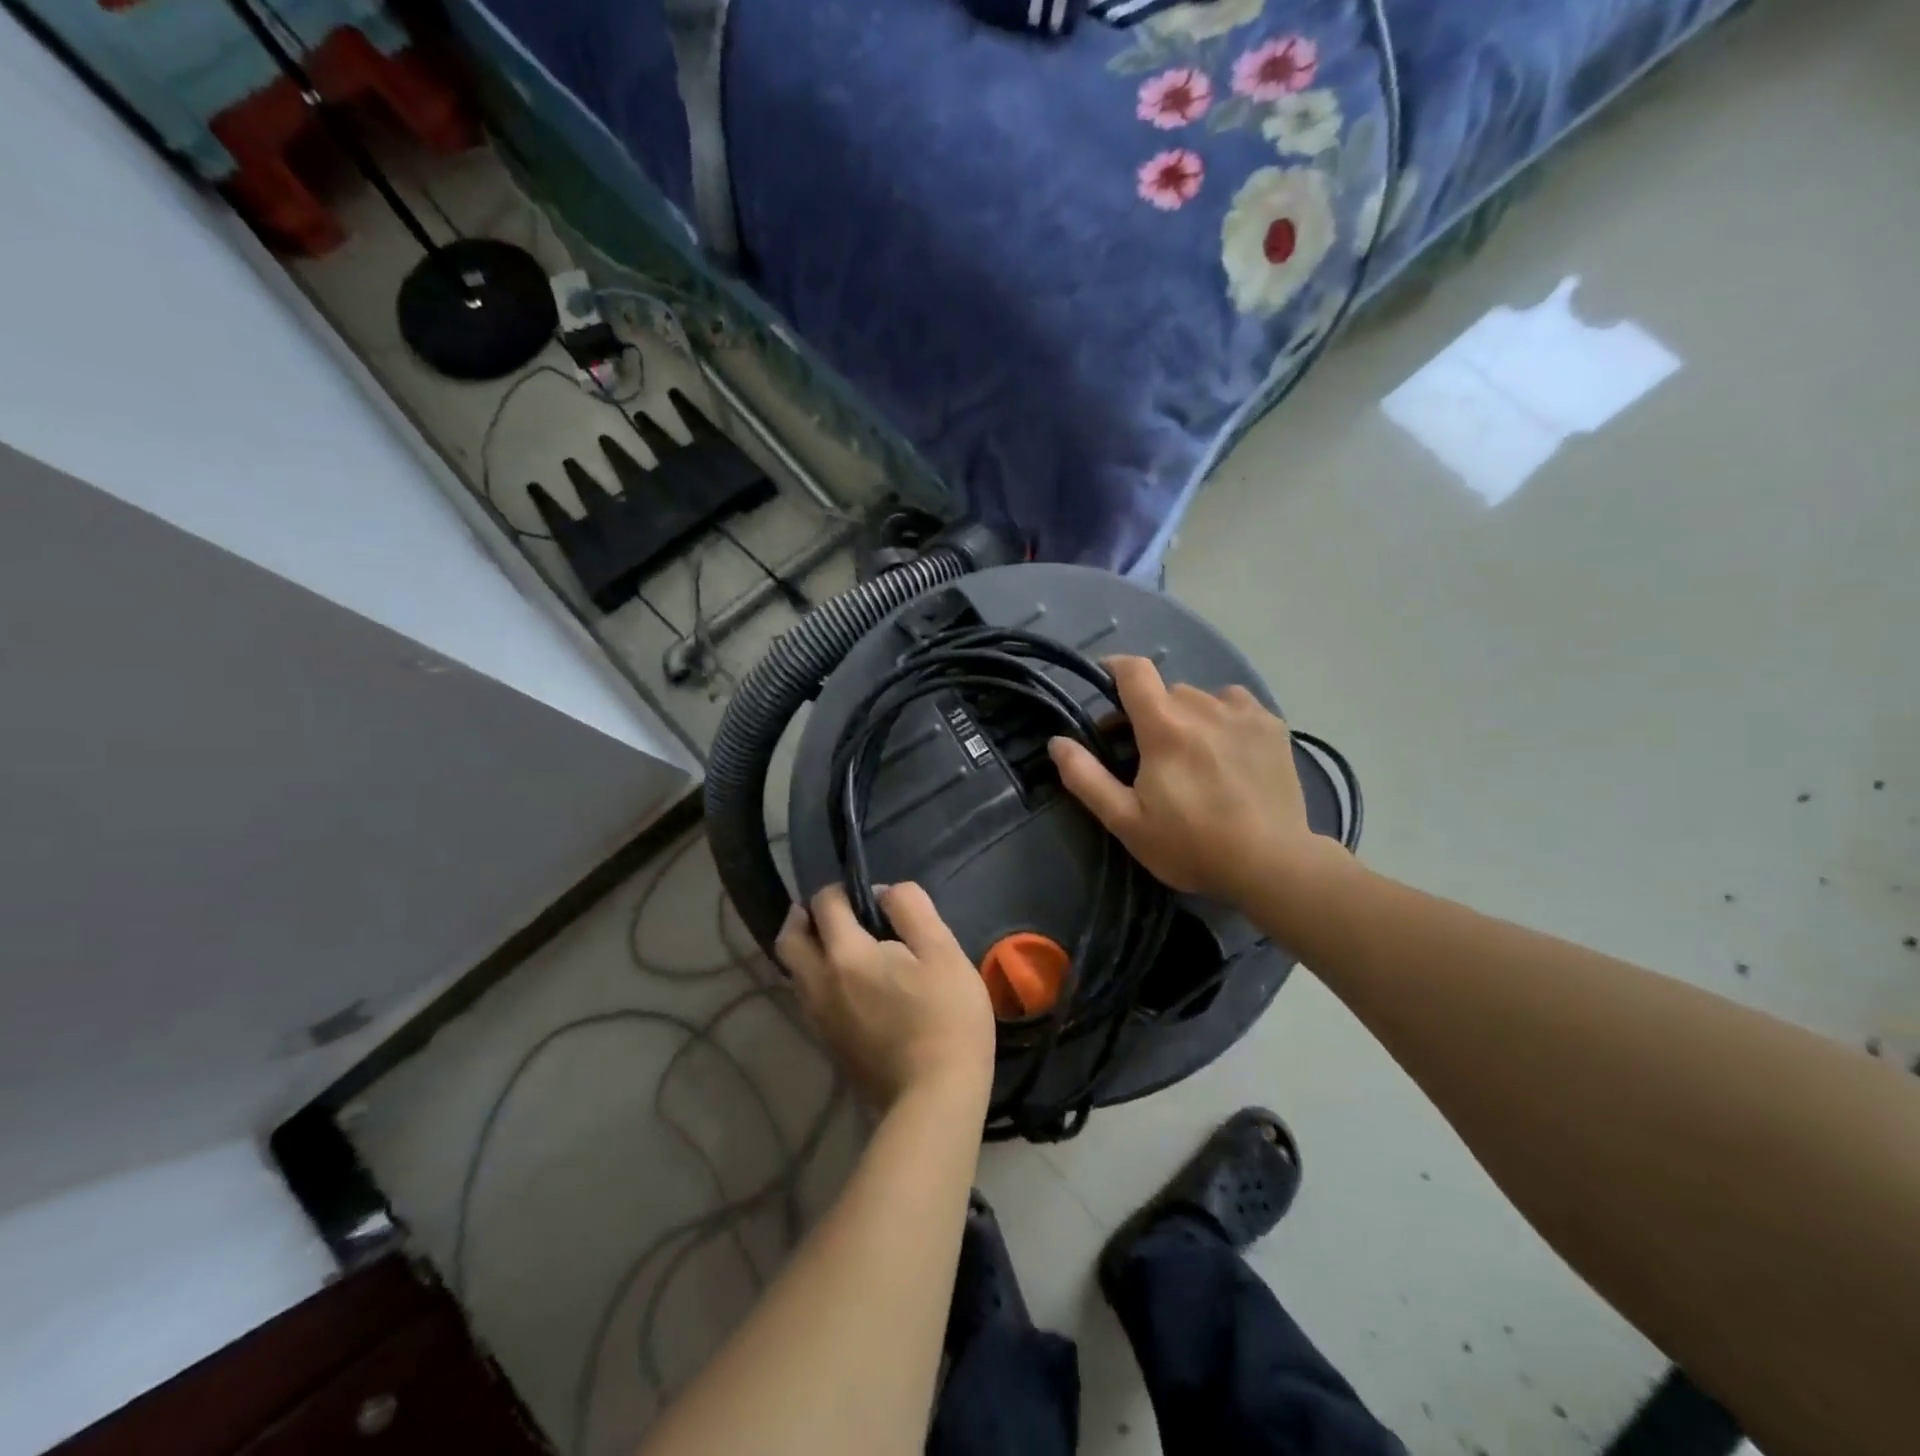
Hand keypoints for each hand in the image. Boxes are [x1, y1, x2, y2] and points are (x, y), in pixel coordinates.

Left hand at [776, 883, 995, 1113]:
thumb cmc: (945, 1018)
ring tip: (841, 946)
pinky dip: (816, 979)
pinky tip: (849, 985)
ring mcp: (817, 1018)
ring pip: (793, 971)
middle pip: (789, 938)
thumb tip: (884, 892)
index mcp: (844, 954)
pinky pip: (806, 997)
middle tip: (834, 914)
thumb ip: (911, 909)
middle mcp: (818, 983)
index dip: (844, 890)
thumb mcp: (942, 951)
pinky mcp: (827, 1045)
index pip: (824, 903)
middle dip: (804, 917)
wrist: (934, 1100)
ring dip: (807, 949)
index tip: (872, 898)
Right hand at [1048, 655, 1347, 908]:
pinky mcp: (1273, 726)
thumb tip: (1057, 742)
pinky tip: (1227, 748)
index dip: (1114, 668)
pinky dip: (1222, 716)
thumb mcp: (1126, 821)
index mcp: (1165, 727)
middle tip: (1144, 750)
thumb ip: (1086, 778)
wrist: (1272, 864)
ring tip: (1190, 752)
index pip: (1134, 671)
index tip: (1104, 682)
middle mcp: (1204, 707)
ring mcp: (1243, 714)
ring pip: (1201, 697)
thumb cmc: (1191, 845)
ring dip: (1186, 715)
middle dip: (1148, 712)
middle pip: (1166, 692)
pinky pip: (1236, 704)